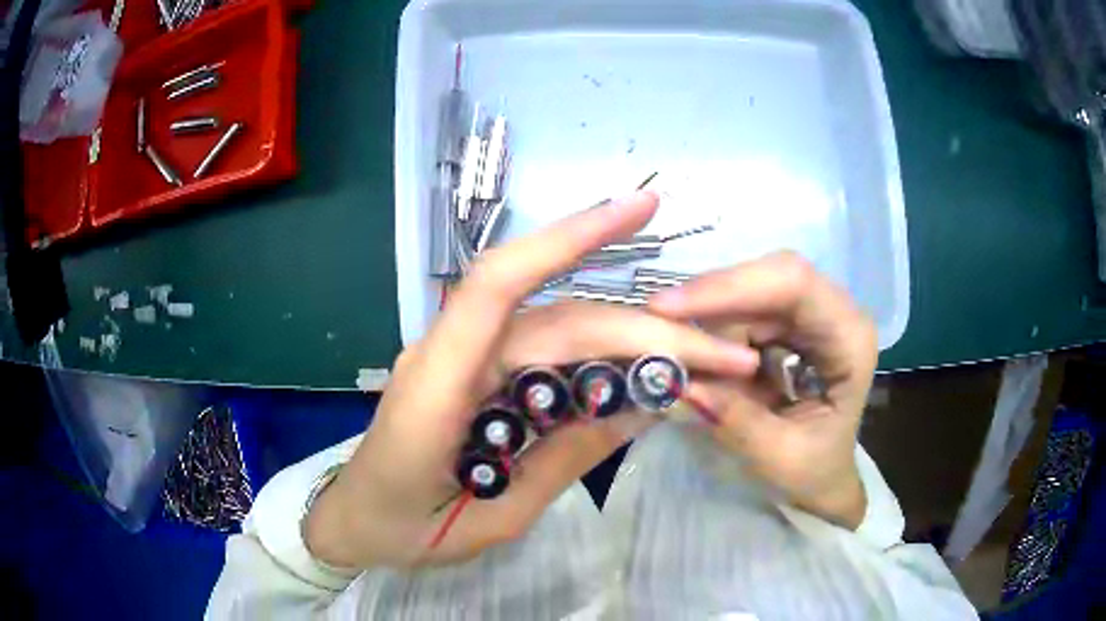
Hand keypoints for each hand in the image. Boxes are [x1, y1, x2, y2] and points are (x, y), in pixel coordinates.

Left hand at [304, 192, 760, 568]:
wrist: (356, 523)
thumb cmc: (407, 530)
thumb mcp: (495, 516)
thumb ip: (563, 460)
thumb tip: (644, 406)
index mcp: (437, 387)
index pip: (499, 284)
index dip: (567, 237)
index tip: (639, 210)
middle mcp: (450, 353)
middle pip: (561, 320)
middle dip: (647, 331)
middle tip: (722, 354)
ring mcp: (462, 357)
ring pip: (560, 329)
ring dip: (631, 340)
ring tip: (698, 361)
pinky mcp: (474, 369)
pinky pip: (545, 352)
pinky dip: (599, 357)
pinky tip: (642, 369)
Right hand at [649, 252, 877, 528]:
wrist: (822, 478)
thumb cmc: (814, 472)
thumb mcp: (779, 458)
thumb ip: (736, 421)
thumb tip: (680, 383)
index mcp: (849, 340)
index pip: (796, 285)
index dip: (732, 286)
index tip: (670, 308)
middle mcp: (834, 312)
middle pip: (770, 276)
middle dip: (712, 298)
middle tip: (656, 320)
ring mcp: (811, 314)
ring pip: (750, 289)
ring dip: (708, 314)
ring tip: (673, 347)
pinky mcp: (788, 322)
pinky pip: (743, 307)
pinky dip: (712, 325)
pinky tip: (693, 349)